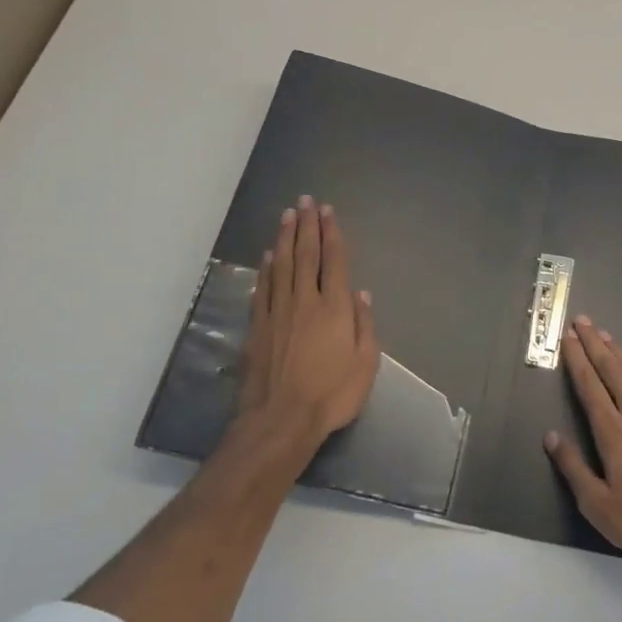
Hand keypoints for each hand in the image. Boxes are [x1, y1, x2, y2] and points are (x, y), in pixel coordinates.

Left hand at [231, 196, 378, 456]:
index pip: (334, 261)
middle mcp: (305, 301)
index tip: (328, 211)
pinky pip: (262, 288)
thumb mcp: (365, 365)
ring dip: (284, 238)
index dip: (332, 234)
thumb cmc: (331, 395)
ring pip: (281, 265)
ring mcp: (277, 312)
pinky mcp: (257, 327)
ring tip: (287, 215)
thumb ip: (364, 326)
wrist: (279, 421)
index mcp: (335, 308)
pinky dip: (265, 269)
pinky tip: (267, 256)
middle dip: (307, 226)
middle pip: (306, 255)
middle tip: (306, 201)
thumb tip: (362, 294)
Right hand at [544, 316, 621, 581]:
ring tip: (608, 336)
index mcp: (613, 434)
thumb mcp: (596, 505)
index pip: (590, 388)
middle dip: (596, 346)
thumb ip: (573, 467)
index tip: (568, 337)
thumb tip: (551, 435)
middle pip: (613, 374)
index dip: (577, 360)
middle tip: (583, 322)